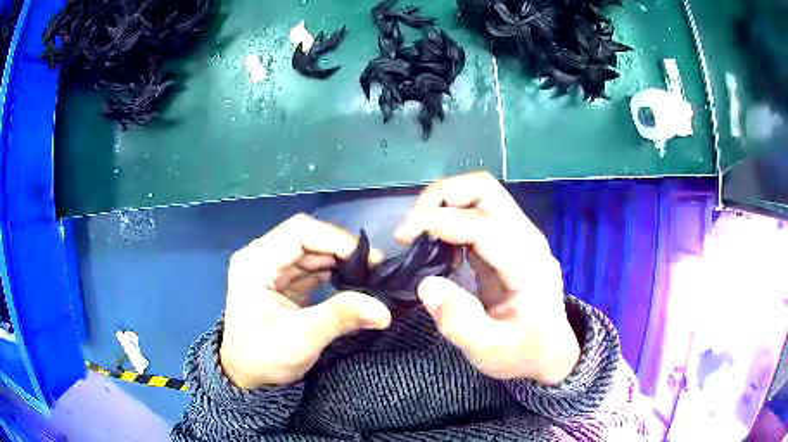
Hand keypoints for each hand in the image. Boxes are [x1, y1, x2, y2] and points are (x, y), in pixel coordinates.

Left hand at [220, 214, 391, 389]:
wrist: (244, 375)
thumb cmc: (264, 356)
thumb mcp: (302, 338)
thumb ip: (341, 317)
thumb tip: (384, 310)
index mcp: (255, 263)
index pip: (300, 232)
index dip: (337, 239)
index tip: (370, 260)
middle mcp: (260, 256)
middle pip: (307, 237)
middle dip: (341, 250)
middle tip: (374, 269)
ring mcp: (269, 266)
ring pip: (311, 250)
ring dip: (339, 260)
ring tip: (367, 276)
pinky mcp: (279, 279)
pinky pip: (309, 266)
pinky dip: (331, 271)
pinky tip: (351, 282)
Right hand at [396, 171, 578, 384]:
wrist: (551, 352)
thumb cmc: (523, 353)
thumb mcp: (488, 351)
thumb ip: (458, 321)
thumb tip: (426, 284)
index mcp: (527, 265)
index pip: (482, 223)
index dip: (439, 221)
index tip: (403, 237)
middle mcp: (527, 239)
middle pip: (485, 189)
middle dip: (442, 197)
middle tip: (412, 226)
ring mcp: (519, 235)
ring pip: (480, 193)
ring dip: (444, 203)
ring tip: (419, 233)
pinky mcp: (508, 240)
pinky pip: (477, 212)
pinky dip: (452, 216)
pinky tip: (437, 244)